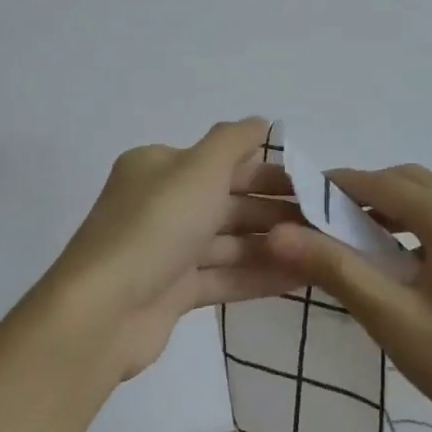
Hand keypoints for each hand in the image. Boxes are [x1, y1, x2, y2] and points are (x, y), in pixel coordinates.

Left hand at [34, 118, 298, 381]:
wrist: (104, 311)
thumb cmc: (157, 225)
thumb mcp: (199, 168)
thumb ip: (233, 140)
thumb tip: (261, 120)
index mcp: (159, 167)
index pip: (223, 162)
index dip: (269, 172)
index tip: (314, 186)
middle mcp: (160, 203)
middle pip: (228, 202)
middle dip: (275, 211)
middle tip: (326, 223)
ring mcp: (165, 250)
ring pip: (227, 242)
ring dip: (272, 245)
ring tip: (321, 253)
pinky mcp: (171, 292)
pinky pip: (222, 276)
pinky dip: (257, 276)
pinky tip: (299, 279)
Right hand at [266, 163, 431, 431]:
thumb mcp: (393, 319)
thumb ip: (335, 269)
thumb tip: (277, 233)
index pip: (379, 183)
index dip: (333, 186)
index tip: (296, 202)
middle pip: (407, 182)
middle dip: (361, 194)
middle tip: (320, 224)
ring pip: (430, 199)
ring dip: (389, 209)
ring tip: (352, 242)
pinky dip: (415, 225)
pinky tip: (399, 262)